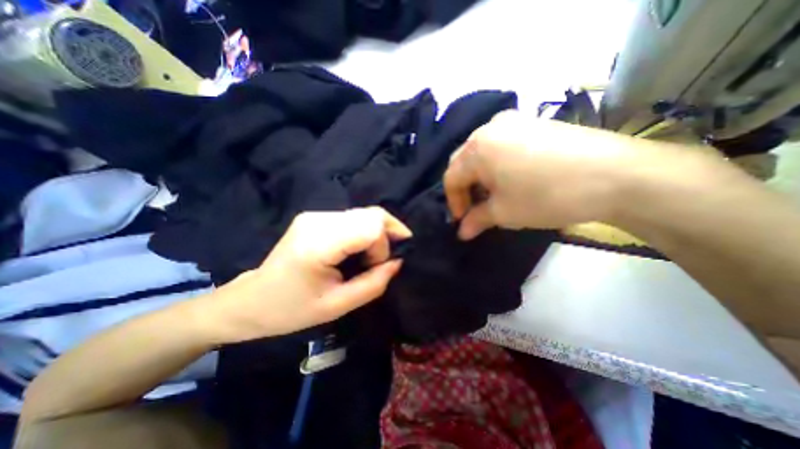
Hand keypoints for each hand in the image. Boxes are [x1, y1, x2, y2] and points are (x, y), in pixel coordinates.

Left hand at [205, 208, 412, 343]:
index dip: (383, 246)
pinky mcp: (316, 216)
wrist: (252, 299)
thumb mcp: (337, 306)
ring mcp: (315, 215)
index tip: (377, 267)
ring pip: (366, 213)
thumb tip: (397, 262)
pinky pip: (354, 217)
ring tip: (373, 256)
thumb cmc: (291, 309)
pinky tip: (361, 248)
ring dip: (377, 233)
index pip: (370, 227)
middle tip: (385, 259)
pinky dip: (366, 230)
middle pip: (372, 214)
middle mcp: (318, 221)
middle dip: (387, 235)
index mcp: (318, 244)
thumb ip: (373, 284)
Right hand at [444, 109, 624, 237]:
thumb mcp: (504, 212)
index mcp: (477, 148)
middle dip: (465, 188)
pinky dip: (496, 164)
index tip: (462, 221)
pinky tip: (510, 178)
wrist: (617, 174)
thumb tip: (462, 233)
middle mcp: (489, 128)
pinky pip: (501, 144)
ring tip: (492, 195)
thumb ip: (476, 220)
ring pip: (481, 152)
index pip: (451, 178)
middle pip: (463, 162)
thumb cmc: (546, 195)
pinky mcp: (532, 123)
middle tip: (474, 208)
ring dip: (479, 176)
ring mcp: (512, 121)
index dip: (453, 202)